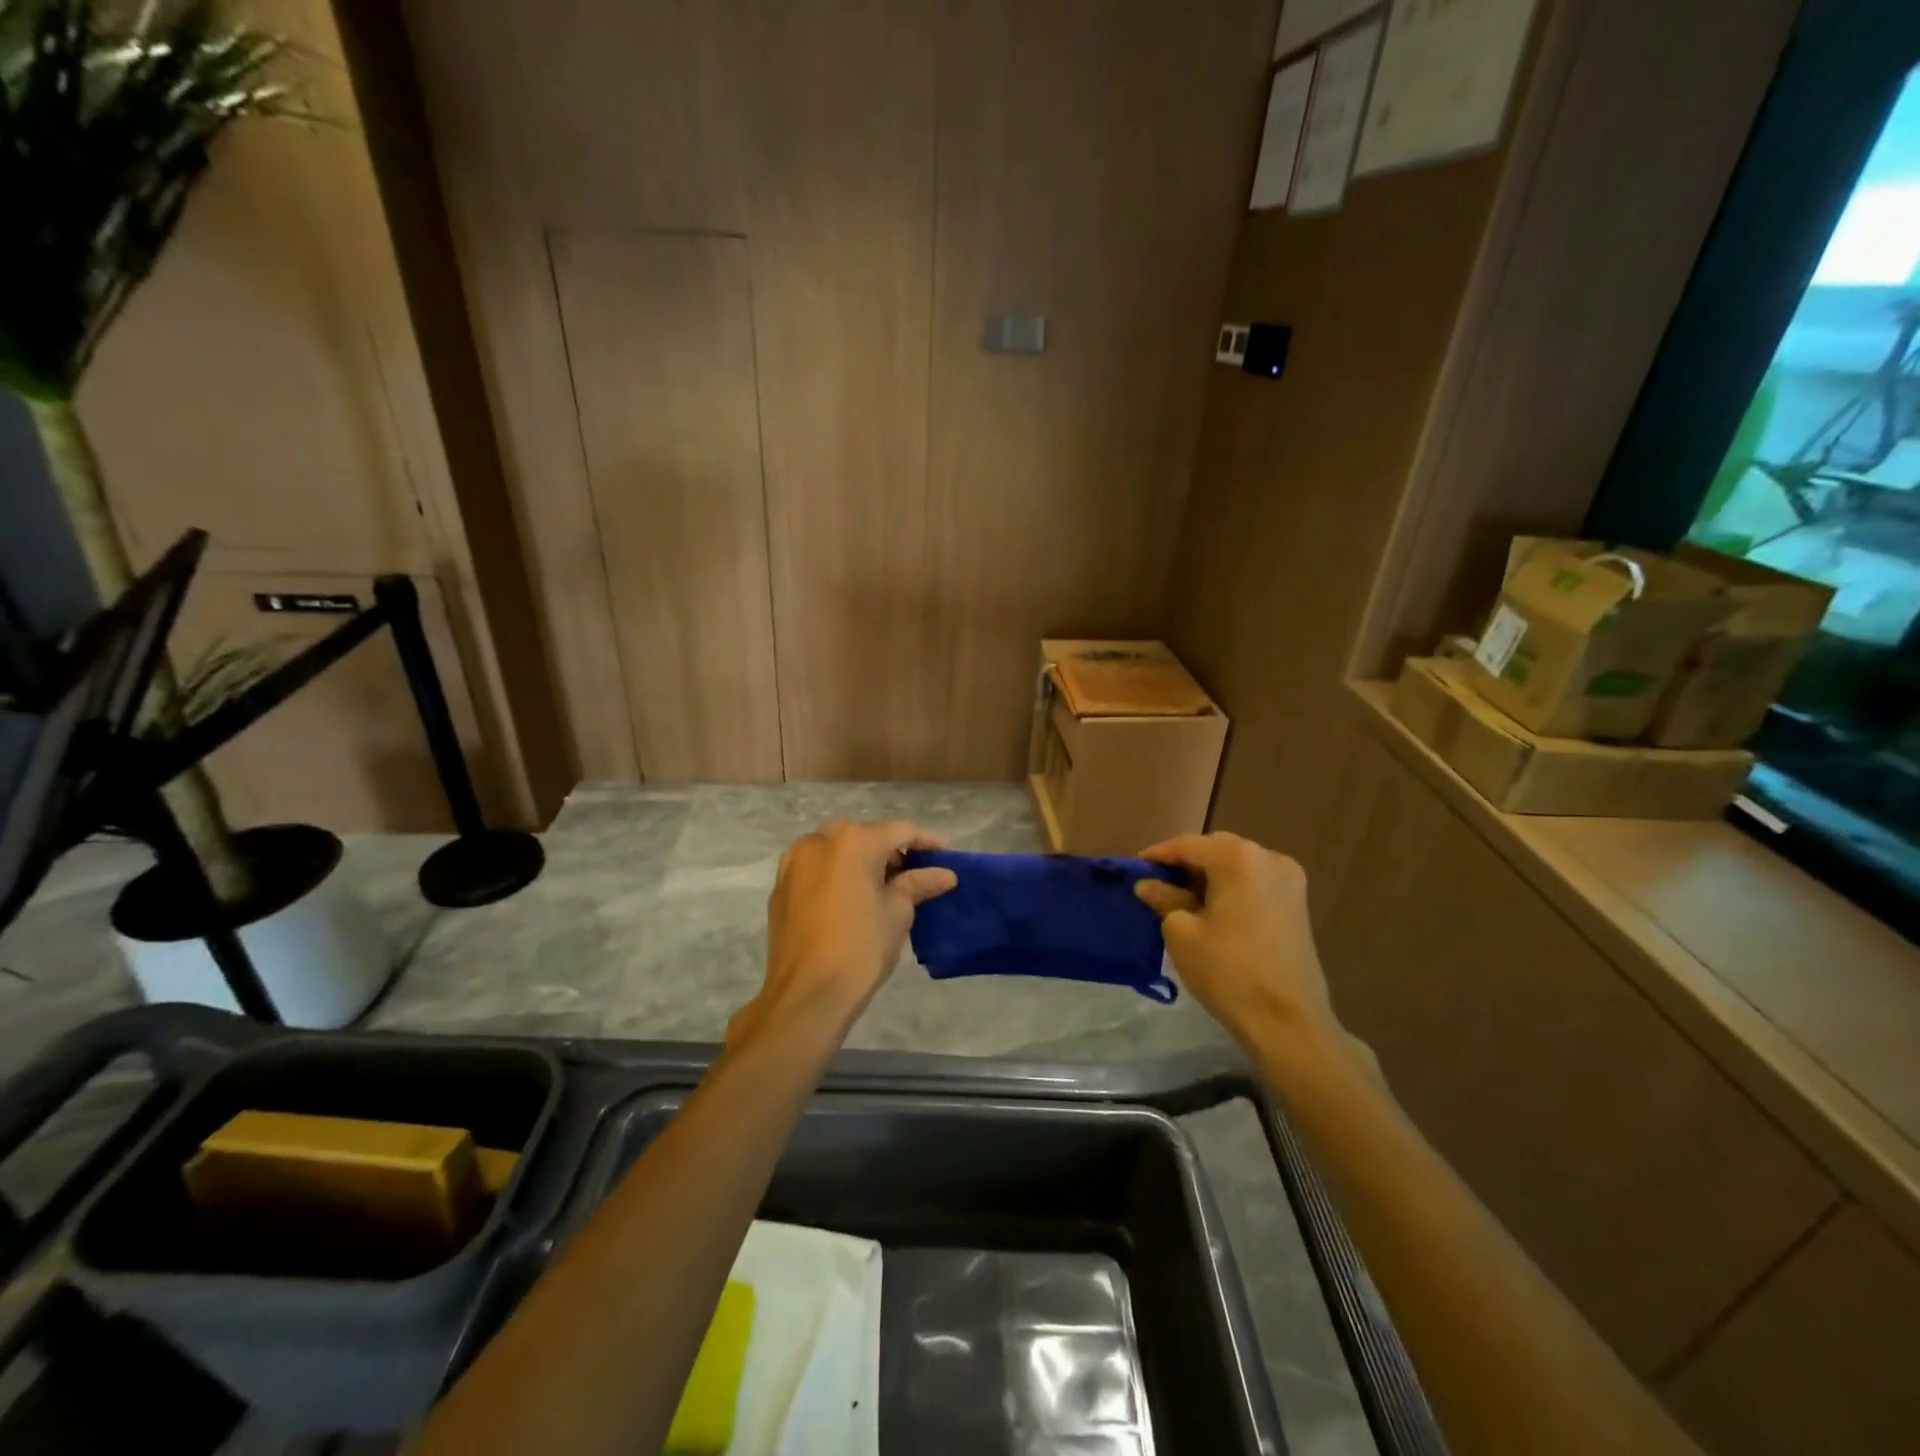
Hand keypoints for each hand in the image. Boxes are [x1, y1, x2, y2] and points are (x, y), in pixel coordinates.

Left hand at [742, 820, 957, 1041]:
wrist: (807, 994)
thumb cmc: (861, 947)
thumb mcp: (898, 912)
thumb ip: (918, 883)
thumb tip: (944, 874)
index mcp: (853, 841)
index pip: (899, 831)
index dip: (926, 842)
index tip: (945, 857)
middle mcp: (819, 841)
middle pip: (865, 836)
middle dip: (890, 852)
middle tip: (912, 876)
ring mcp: (794, 863)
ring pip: (836, 850)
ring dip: (860, 862)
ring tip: (882, 889)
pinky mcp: (780, 887)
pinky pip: (816, 869)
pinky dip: (836, 875)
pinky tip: (850, 901)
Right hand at [1134, 833, 1340, 1052]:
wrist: (1287, 1020)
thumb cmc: (1228, 971)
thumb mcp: (1182, 933)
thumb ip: (1164, 900)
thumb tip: (1148, 886)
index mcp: (1237, 858)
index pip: (1187, 845)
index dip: (1158, 855)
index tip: (1136, 869)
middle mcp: (1268, 857)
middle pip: (1216, 849)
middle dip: (1186, 863)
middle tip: (1158, 884)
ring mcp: (1289, 879)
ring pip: (1238, 864)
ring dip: (1210, 875)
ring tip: (1183, 897)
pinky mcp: (1298, 903)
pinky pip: (1255, 882)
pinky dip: (1232, 887)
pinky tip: (1214, 908)